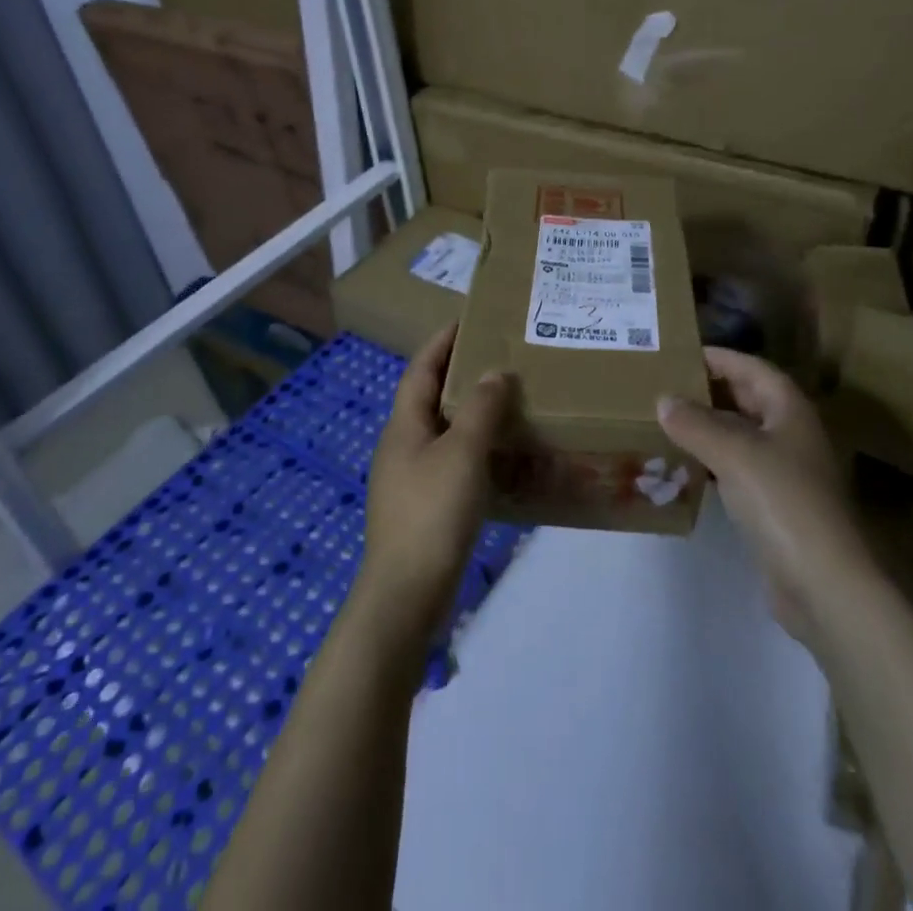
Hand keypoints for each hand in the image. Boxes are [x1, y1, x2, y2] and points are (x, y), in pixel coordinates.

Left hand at [358, 324, 512, 637]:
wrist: (406, 594)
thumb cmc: (432, 512)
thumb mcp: (462, 454)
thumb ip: (480, 410)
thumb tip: (494, 374)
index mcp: (403, 426)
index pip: (421, 369)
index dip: (442, 342)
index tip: (467, 319)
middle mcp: (402, 446)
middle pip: (432, 398)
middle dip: (462, 375)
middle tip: (500, 358)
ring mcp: (411, 478)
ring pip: (445, 433)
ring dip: (473, 415)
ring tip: (509, 402)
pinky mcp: (425, 507)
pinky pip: (454, 465)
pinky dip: (478, 453)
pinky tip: (504, 460)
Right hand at [657, 348, 868, 643]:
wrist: (822, 583)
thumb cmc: (782, 501)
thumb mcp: (734, 453)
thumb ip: (695, 423)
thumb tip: (663, 399)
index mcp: (790, 409)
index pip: (751, 368)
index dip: (719, 357)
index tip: (679, 353)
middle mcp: (790, 433)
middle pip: (747, 399)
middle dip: (708, 390)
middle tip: (663, 384)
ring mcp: (784, 471)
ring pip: (739, 435)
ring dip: (706, 426)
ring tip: (664, 419)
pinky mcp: (774, 505)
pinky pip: (736, 468)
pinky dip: (711, 460)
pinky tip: (683, 463)